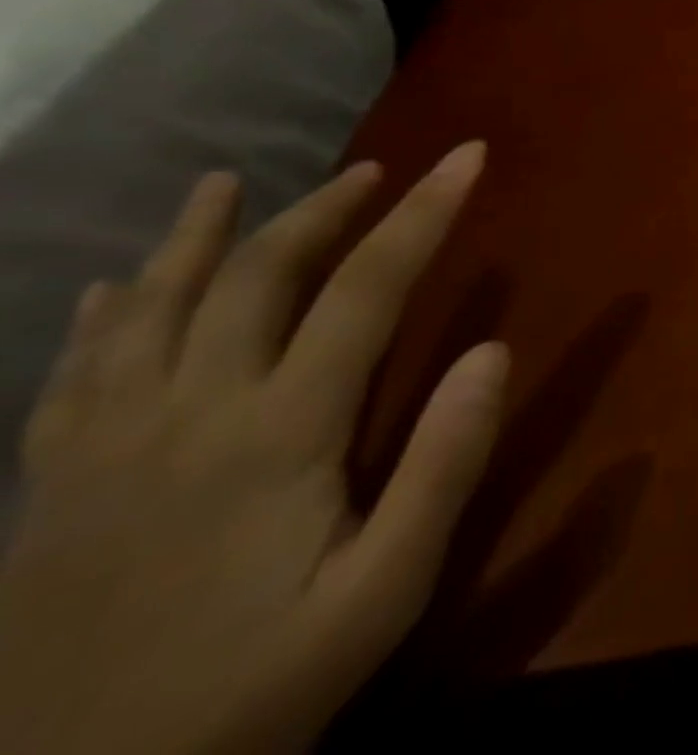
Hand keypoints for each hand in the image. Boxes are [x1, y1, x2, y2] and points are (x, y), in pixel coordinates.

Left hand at [0, 145, 504, 754]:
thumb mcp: (383, 594)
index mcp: (277, 433)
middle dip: (325, 209)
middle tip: (377, 168)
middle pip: (257, 277)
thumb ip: (444, 468)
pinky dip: (101, 316)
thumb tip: (494, 351)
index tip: (468, 156)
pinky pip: (72, 374)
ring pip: (151, 308)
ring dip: (198, 237)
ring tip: (225, 183)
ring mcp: (105, 448)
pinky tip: (111, 287)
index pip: (366, 288)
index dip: (424, 213)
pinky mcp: (51, 488)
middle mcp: (188, 414)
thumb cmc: (255, 693)